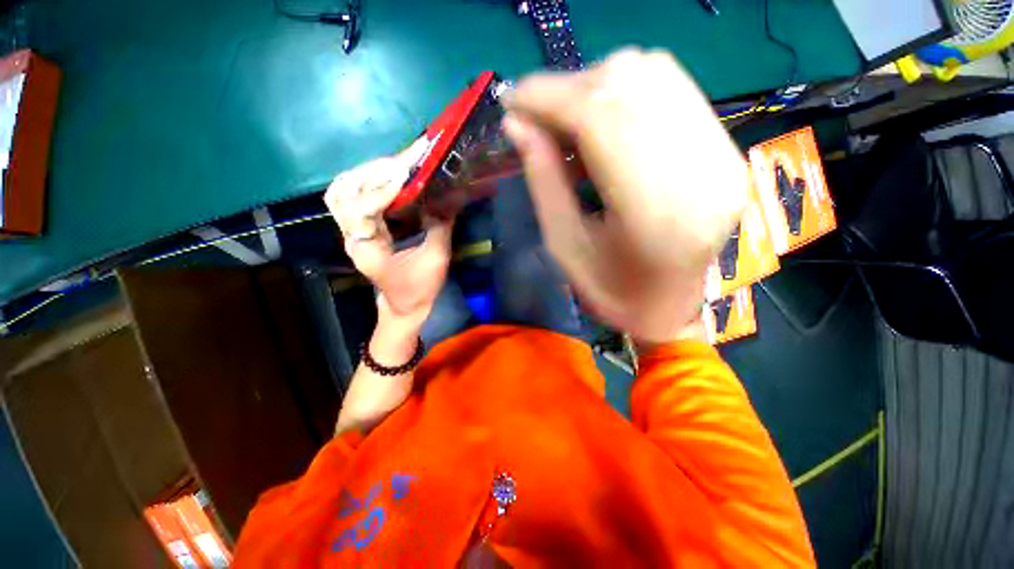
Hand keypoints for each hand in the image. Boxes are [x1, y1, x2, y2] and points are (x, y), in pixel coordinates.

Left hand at [324, 150, 454, 331]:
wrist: (403, 305)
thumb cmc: (419, 289)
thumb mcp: (436, 260)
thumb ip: (440, 228)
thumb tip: (446, 199)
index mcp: (367, 250)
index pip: (361, 210)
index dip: (381, 189)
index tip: (405, 173)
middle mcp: (352, 237)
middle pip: (344, 193)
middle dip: (373, 172)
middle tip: (404, 161)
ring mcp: (351, 232)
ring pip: (341, 191)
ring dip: (364, 173)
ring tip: (393, 164)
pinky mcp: (358, 229)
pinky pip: (349, 197)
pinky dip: (363, 181)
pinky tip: (384, 176)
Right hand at [503, 48, 747, 342]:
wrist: (671, 306)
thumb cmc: (612, 292)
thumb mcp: (564, 247)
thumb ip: (543, 183)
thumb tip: (517, 125)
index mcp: (656, 214)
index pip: (601, 119)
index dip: (549, 97)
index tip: (511, 100)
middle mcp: (702, 171)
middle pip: (628, 86)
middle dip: (567, 88)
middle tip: (535, 114)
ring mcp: (723, 154)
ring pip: (652, 74)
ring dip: (594, 85)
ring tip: (565, 119)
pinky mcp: (725, 147)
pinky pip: (671, 88)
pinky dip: (624, 91)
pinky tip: (601, 119)